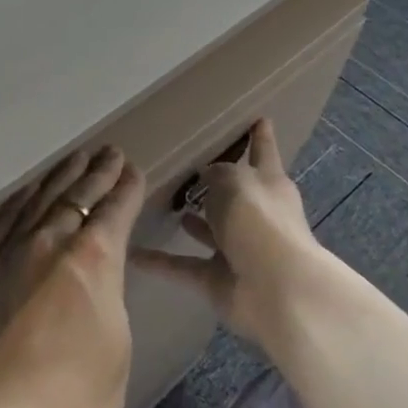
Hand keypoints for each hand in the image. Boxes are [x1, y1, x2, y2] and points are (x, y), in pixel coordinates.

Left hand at [0, 146, 144, 407]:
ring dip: (60, 178)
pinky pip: (5, 223)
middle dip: (96, 174)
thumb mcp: (117, 341)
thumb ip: (108, 293)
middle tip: (109, 153)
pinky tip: (29, 192)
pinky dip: (21, 201)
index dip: (126, 189)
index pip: (114, 211)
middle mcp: (50, 244)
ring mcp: (12, 256)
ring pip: (40, 201)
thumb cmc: (80, 400)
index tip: (133, 171)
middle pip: (76, 197)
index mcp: (93, 260)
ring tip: (75, 159)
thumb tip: (99, 273)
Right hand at [134, 119, 333, 355]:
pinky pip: (183, 266)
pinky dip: (160, 262)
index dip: (260, 136)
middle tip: (188, 168)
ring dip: (193, 223)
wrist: (276, 289)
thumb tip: (208, 176)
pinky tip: (132, 254)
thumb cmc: (258, 221)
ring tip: (162, 205)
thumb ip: (217, 174)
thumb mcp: (234, 181)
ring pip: (210, 231)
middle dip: (217, 184)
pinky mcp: (218, 280)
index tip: (260, 118)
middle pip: (234, 193)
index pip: (263, 152)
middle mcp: (256, 215)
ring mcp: (238, 250)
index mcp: (268, 184)